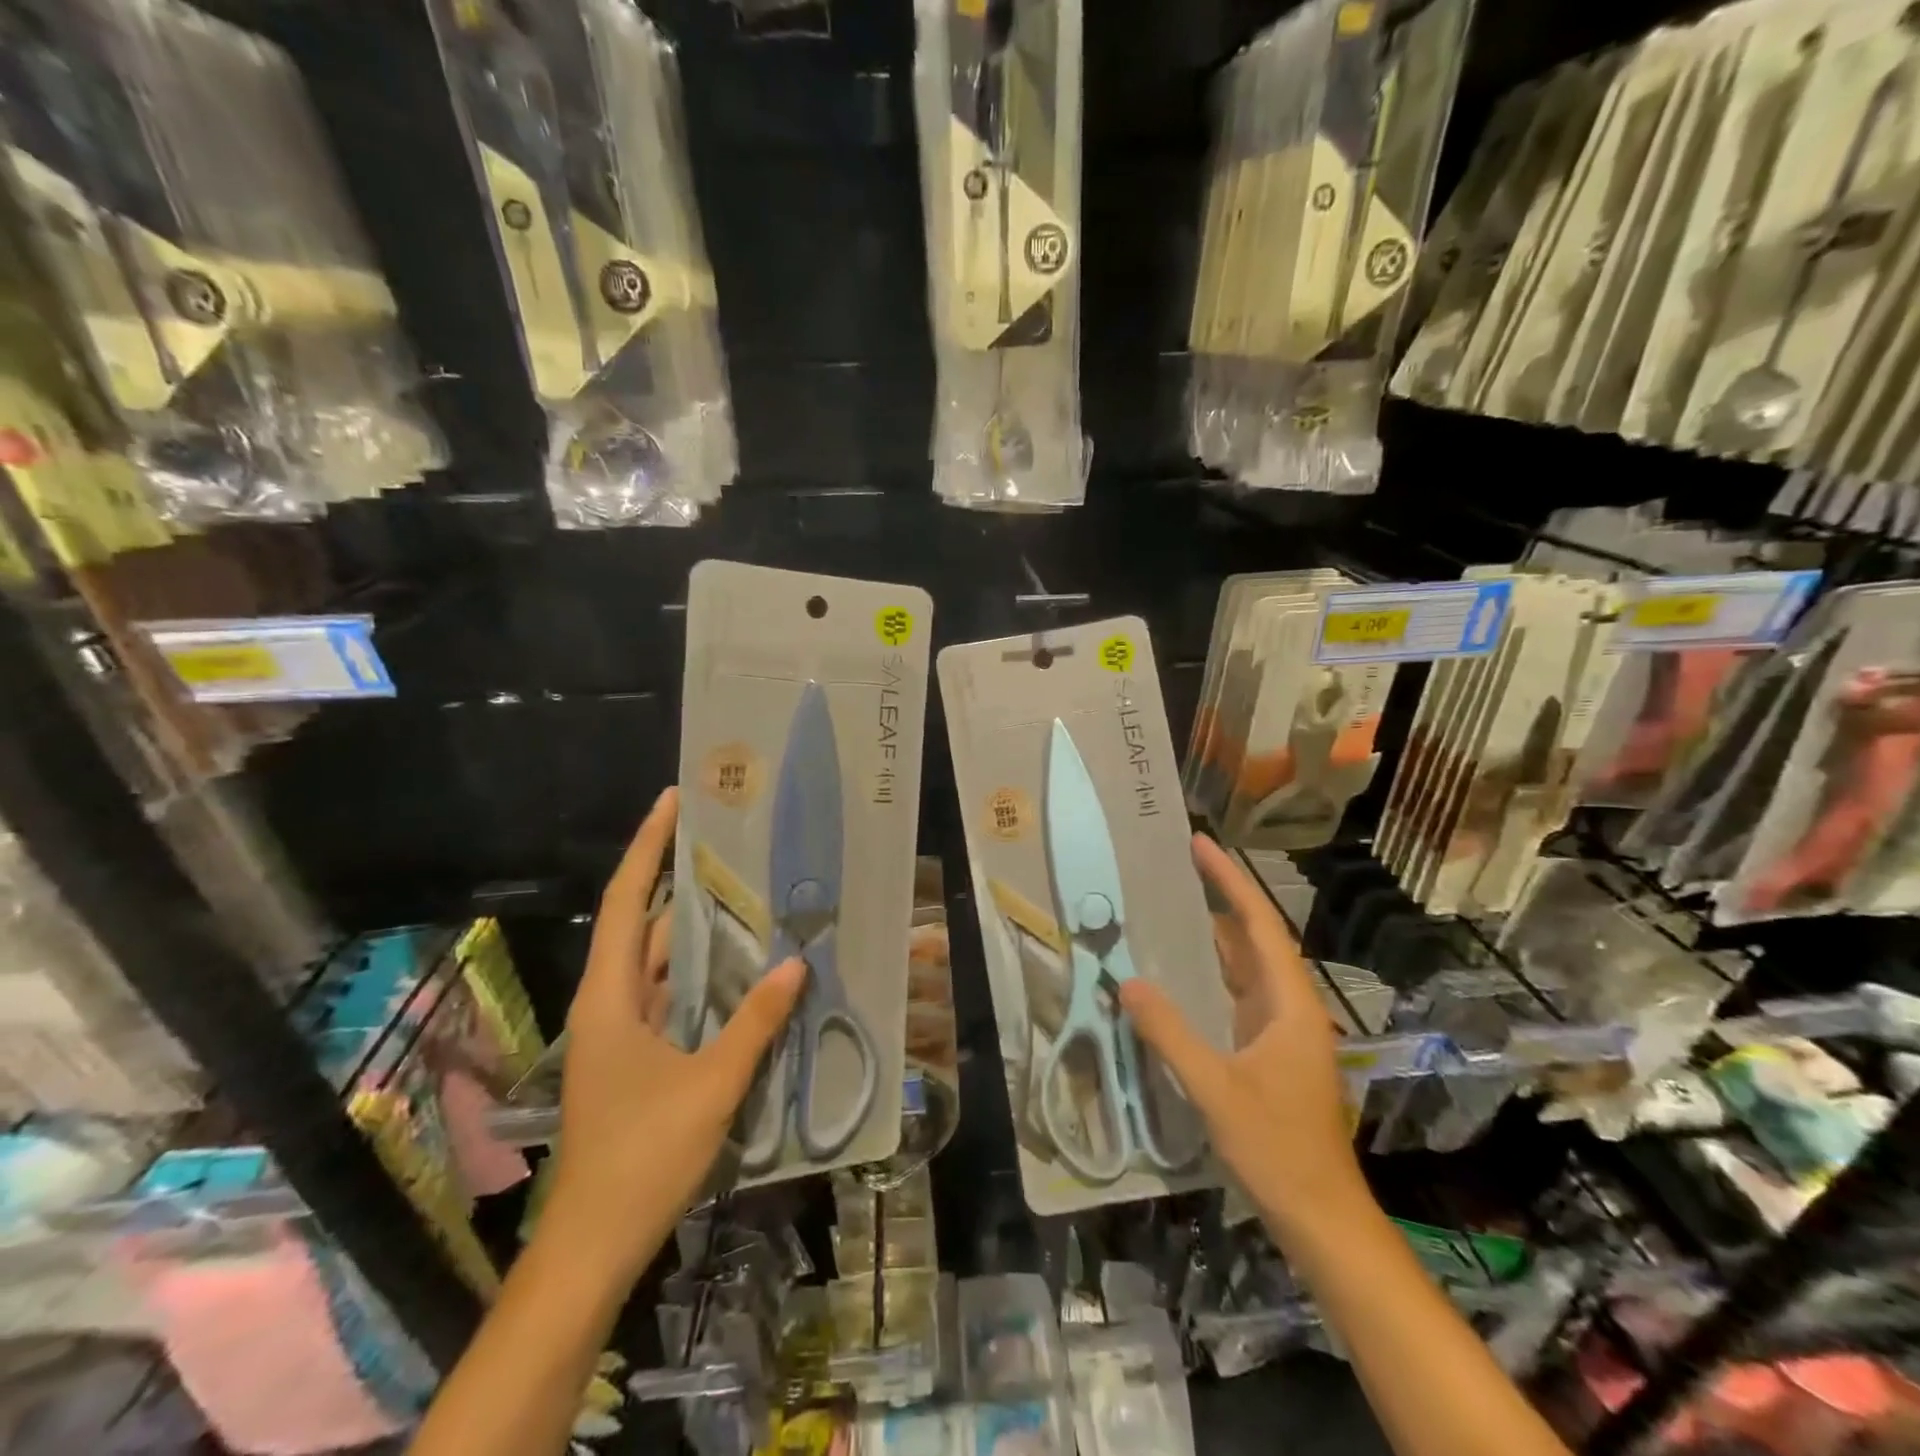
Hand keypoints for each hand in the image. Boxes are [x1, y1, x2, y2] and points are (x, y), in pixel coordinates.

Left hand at [545, 788, 805, 1280]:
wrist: (593, 1245)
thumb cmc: (642, 1156)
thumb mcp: (710, 1084)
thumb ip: (755, 1021)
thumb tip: (796, 963)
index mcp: (610, 997)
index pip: (628, 902)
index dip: (648, 847)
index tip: (673, 802)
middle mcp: (609, 1003)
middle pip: (643, 924)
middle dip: (679, 879)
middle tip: (727, 841)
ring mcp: (620, 1031)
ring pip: (658, 961)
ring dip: (695, 929)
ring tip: (743, 890)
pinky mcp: (636, 1055)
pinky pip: (670, 995)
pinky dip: (701, 973)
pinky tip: (740, 965)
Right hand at [1118, 835, 1368, 1242]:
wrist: (1321, 1216)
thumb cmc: (1277, 1149)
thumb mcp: (1216, 1089)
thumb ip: (1170, 1033)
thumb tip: (1128, 982)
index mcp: (1289, 1003)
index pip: (1258, 924)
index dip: (1229, 880)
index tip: (1199, 844)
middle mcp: (1289, 1006)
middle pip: (1253, 937)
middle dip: (1220, 897)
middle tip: (1175, 866)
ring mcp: (1280, 1029)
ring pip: (1244, 966)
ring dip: (1213, 934)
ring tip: (1169, 906)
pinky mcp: (1268, 1050)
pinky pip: (1235, 994)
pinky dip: (1209, 972)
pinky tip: (1177, 972)